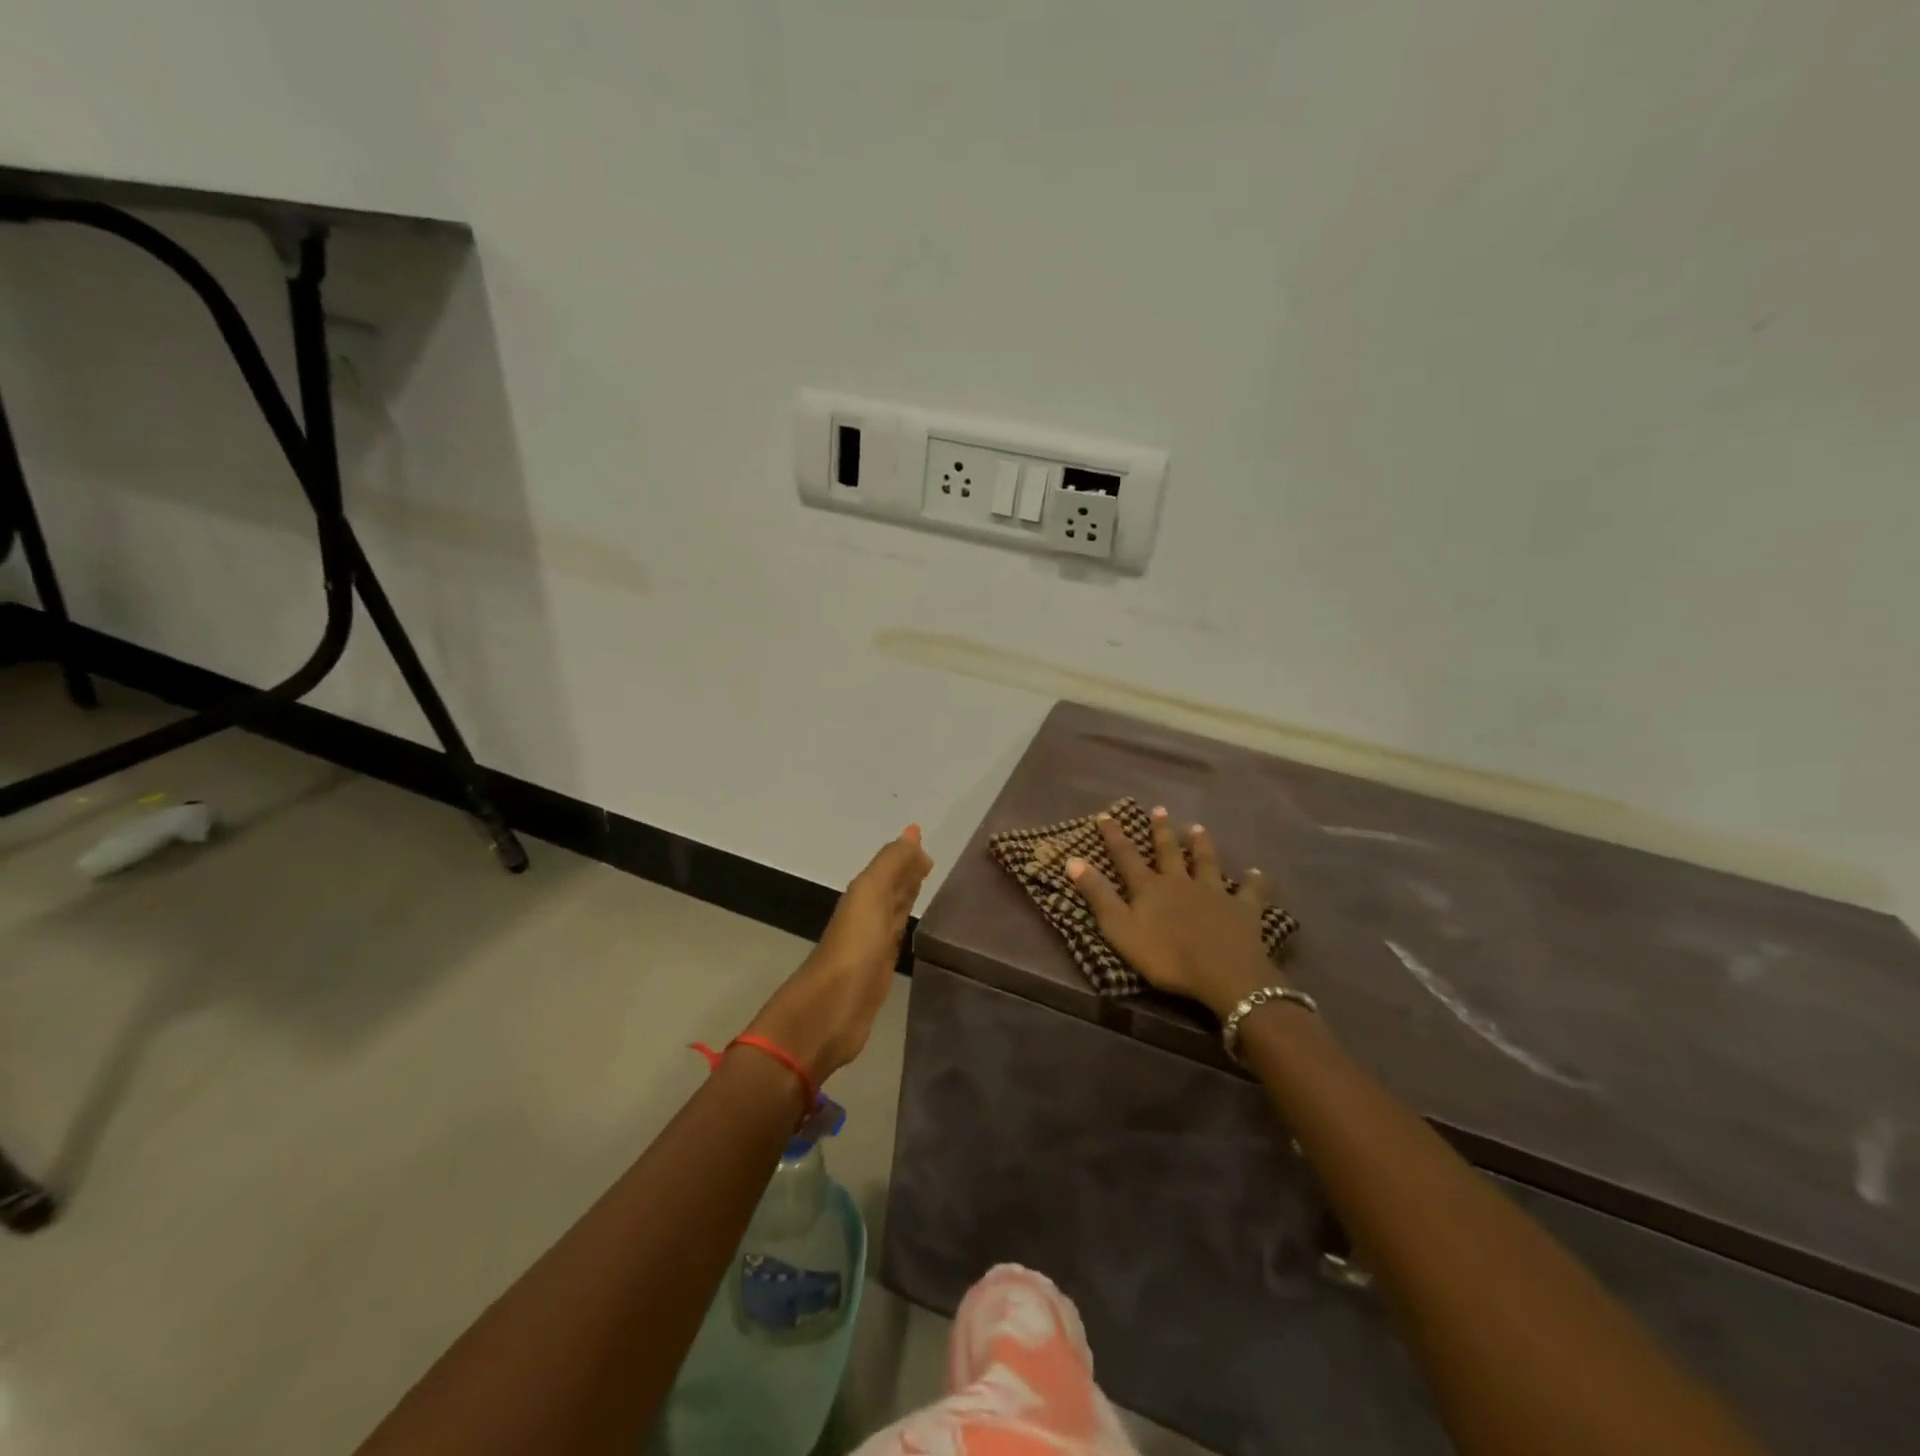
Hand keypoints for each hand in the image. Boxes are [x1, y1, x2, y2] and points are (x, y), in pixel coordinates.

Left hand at [747, 826, 933, 1082]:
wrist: (830, 1011)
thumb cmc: (853, 948)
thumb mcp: (870, 894)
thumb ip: (891, 864)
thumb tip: (912, 833)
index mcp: (863, 895)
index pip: (889, 868)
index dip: (905, 856)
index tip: (924, 842)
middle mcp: (867, 916)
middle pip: (890, 889)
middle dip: (907, 874)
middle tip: (929, 861)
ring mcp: (872, 945)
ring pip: (893, 913)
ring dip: (906, 899)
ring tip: (926, 886)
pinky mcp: (879, 973)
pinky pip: (895, 940)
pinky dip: (903, 928)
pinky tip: (910, 928)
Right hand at [1066, 807, 1279, 1019]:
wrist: (1224, 973)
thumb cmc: (1165, 956)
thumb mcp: (1120, 929)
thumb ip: (1098, 895)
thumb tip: (1073, 860)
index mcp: (1150, 887)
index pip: (1127, 857)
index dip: (1115, 836)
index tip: (1107, 815)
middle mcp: (1181, 882)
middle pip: (1169, 852)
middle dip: (1161, 831)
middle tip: (1159, 809)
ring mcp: (1214, 893)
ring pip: (1207, 863)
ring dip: (1202, 845)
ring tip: (1198, 828)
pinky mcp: (1243, 910)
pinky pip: (1250, 892)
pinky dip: (1253, 881)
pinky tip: (1256, 872)